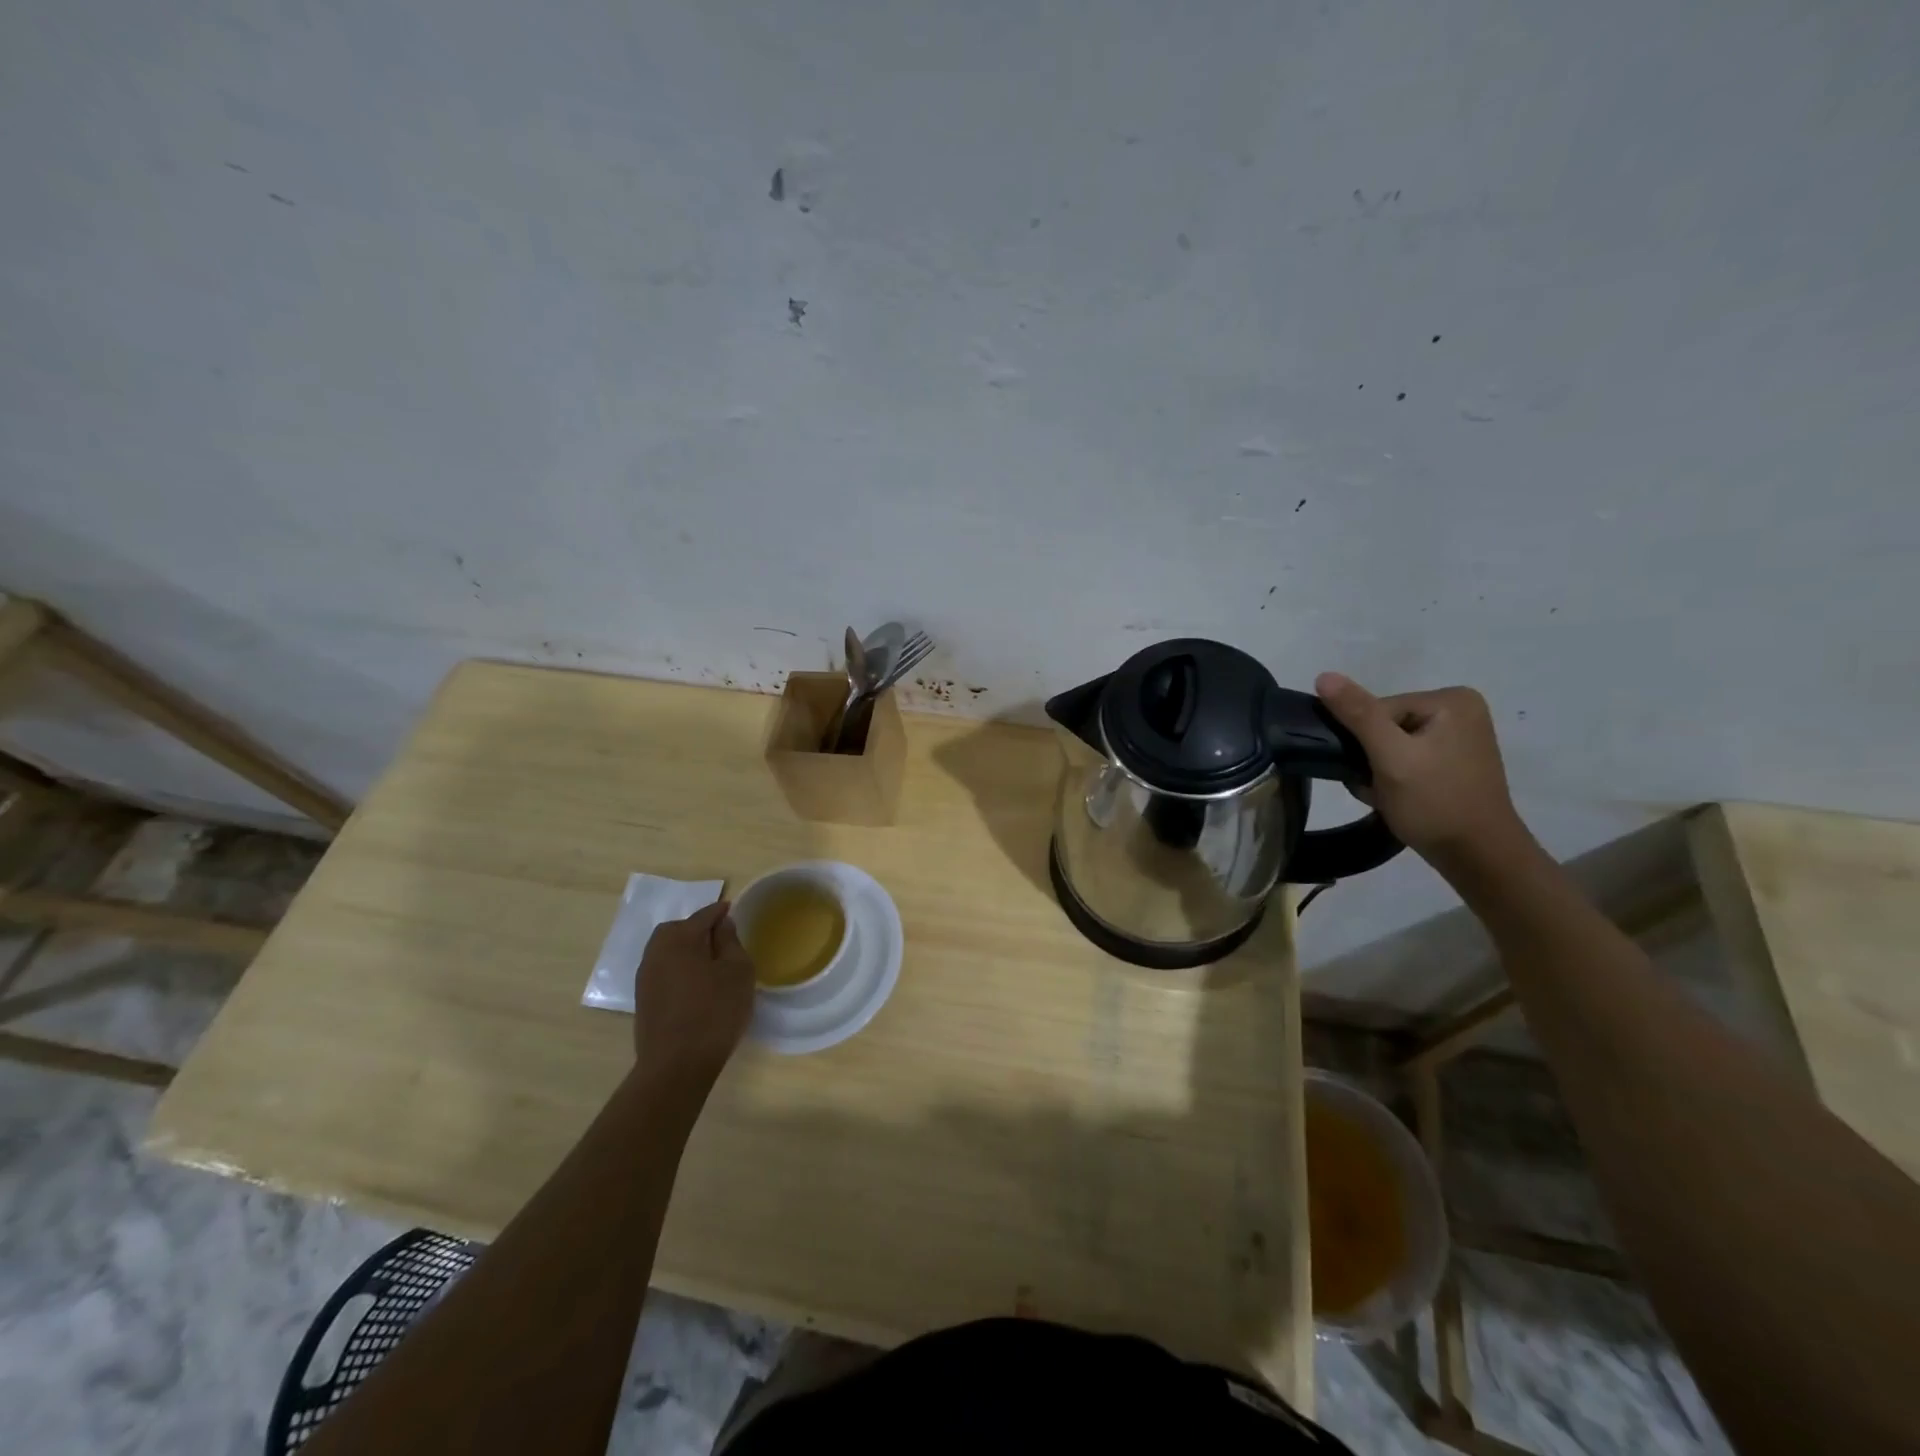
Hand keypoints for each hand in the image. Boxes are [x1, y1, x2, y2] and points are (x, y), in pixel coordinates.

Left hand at [632, 902, 755, 1088]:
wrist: (676, 1066)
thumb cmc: (715, 1011)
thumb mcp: (737, 971)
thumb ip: (730, 942)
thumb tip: (721, 924)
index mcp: (679, 938)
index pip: (703, 915)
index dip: (721, 912)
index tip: (732, 911)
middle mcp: (656, 951)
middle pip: (678, 929)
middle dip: (698, 929)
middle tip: (720, 939)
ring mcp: (645, 977)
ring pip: (667, 951)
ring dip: (686, 950)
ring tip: (709, 963)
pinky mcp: (643, 1000)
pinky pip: (663, 971)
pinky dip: (678, 969)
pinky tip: (695, 985)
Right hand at [1314, 673, 1530, 864]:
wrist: (1478, 858)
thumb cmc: (1435, 803)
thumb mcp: (1391, 756)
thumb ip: (1358, 714)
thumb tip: (1324, 676)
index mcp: (1451, 700)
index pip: (1378, 709)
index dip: (1364, 741)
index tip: (1370, 771)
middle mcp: (1460, 711)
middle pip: (1383, 726)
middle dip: (1370, 758)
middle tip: (1376, 788)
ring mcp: (1459, 737)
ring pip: (1390, 745)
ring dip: (1377, 771)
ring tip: (1386, 796)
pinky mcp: (1454, 762)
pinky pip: (1406, 759)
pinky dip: (1393, 778)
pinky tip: (1396, 798)